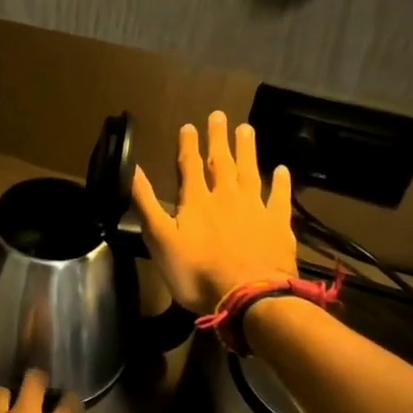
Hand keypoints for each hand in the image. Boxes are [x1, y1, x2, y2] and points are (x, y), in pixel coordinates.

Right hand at [130, 110, 298, 312]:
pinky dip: (280, 182)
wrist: (249, 297)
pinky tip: (281, 169)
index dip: (188, 146)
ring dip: (247, 150)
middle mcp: (226, 197)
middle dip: (218, 139)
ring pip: (250, 172)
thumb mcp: (160, 240)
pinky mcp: (278, 225)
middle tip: (219, 115)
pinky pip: (279, 197)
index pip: (190, 166)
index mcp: (196, 201)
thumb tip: (131, 169)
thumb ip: (146, 204)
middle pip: (222, 162)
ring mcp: (256, 209)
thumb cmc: (197, 272)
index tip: (189, 125)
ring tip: (246, 129)